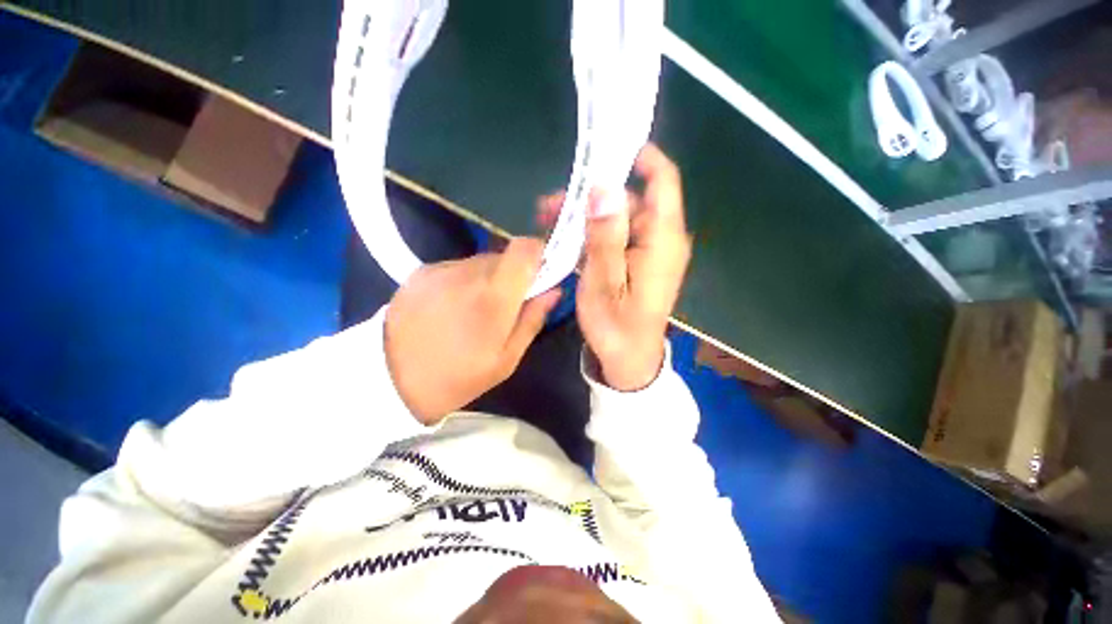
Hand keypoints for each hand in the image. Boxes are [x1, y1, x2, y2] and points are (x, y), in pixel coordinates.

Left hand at [385, 239, 561, 424]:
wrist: (388, 379)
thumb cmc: (458, 377)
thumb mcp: (506, 359)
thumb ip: (533, 319)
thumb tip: (554, 290)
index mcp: (494, 296)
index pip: (525, 249)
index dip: (538, 253)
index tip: (541, 273)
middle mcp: (468, 272)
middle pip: (504, 256)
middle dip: (513, 275)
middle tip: (507, 305)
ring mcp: (441, 269)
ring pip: (480, 262)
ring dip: (488, 279)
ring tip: (475, 310)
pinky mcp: (422, 271)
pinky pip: (457, 268)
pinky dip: (463, 281)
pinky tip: (451, 308)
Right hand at [538, 143, 690, 390]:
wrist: (628, 359)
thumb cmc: (616, 327)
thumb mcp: (604, 283)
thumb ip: (605, 236)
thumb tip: (604, 188)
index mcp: (662, 240)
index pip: (662, 180)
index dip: (639, 156)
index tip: (605, 147)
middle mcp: (661, 238)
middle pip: (630, 198)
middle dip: (592, 195)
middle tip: (551, 202)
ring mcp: (649, 249)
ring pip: (619, 216)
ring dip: (586, 215)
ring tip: (548, 218)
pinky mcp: (638, 260)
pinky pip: (616, 234)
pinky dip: (592, 232)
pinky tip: (565, 236)